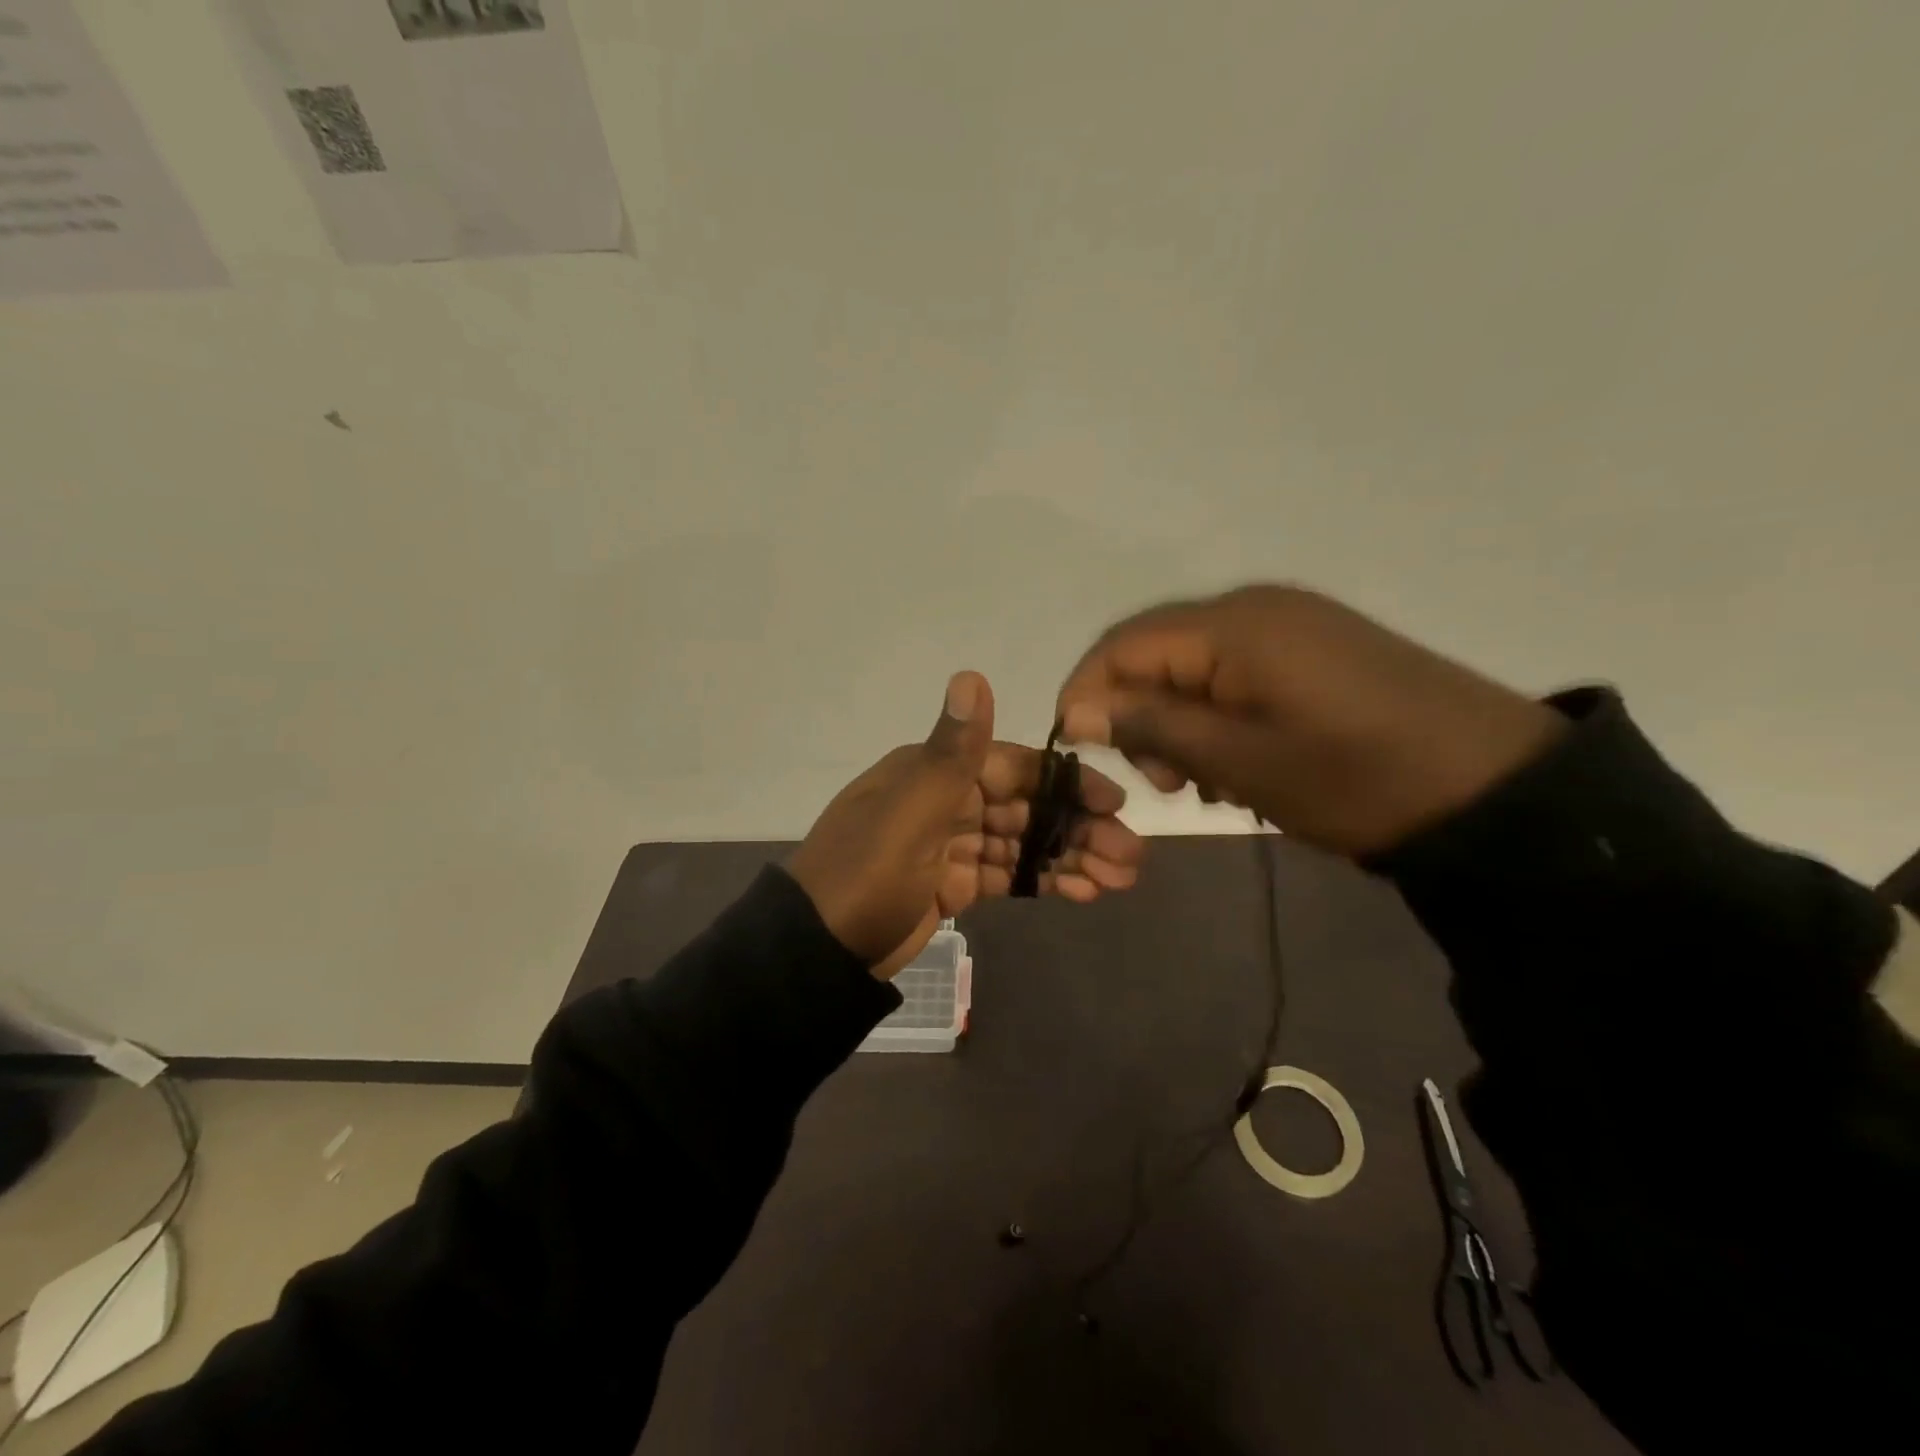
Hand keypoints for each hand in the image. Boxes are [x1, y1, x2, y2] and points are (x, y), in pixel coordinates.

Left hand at [787, 671, 1144, 979]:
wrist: (819, 951)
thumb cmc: (866, 874)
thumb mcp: (909, 812)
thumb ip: (953, 751)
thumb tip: (971, 675)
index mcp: (935, 772)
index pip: (1014, 767)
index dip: (1064, 784)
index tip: (1113, 803)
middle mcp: (946, 799)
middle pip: (1025, 807)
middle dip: (1078, 829)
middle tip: (1131, 856)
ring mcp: (949, 844)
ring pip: (1021, 843)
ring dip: (1069, 857)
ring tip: (1119, 879)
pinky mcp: (951, 883)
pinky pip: (1005, 874)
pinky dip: (1040, 880)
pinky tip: (1081, 891)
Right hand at [1054, 585, 1566, 856]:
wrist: (1493, 789)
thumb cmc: (1355, 778)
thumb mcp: (1241, 761)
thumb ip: (1151, 726)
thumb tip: (1075, 707)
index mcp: (1233, 625)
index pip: (1124, 644)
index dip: (1087, 692)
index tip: (1077, 750)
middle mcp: (1254, 607)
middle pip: (1157, 651)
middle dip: (1137, 713)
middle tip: (1164, 781)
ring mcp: (1290, 623)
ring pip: (1194, 665)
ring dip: (1179, 720)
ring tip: (1205, 781)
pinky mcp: (1315, 647)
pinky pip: (1236, 671)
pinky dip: (1218, 715)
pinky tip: (1240, 759)